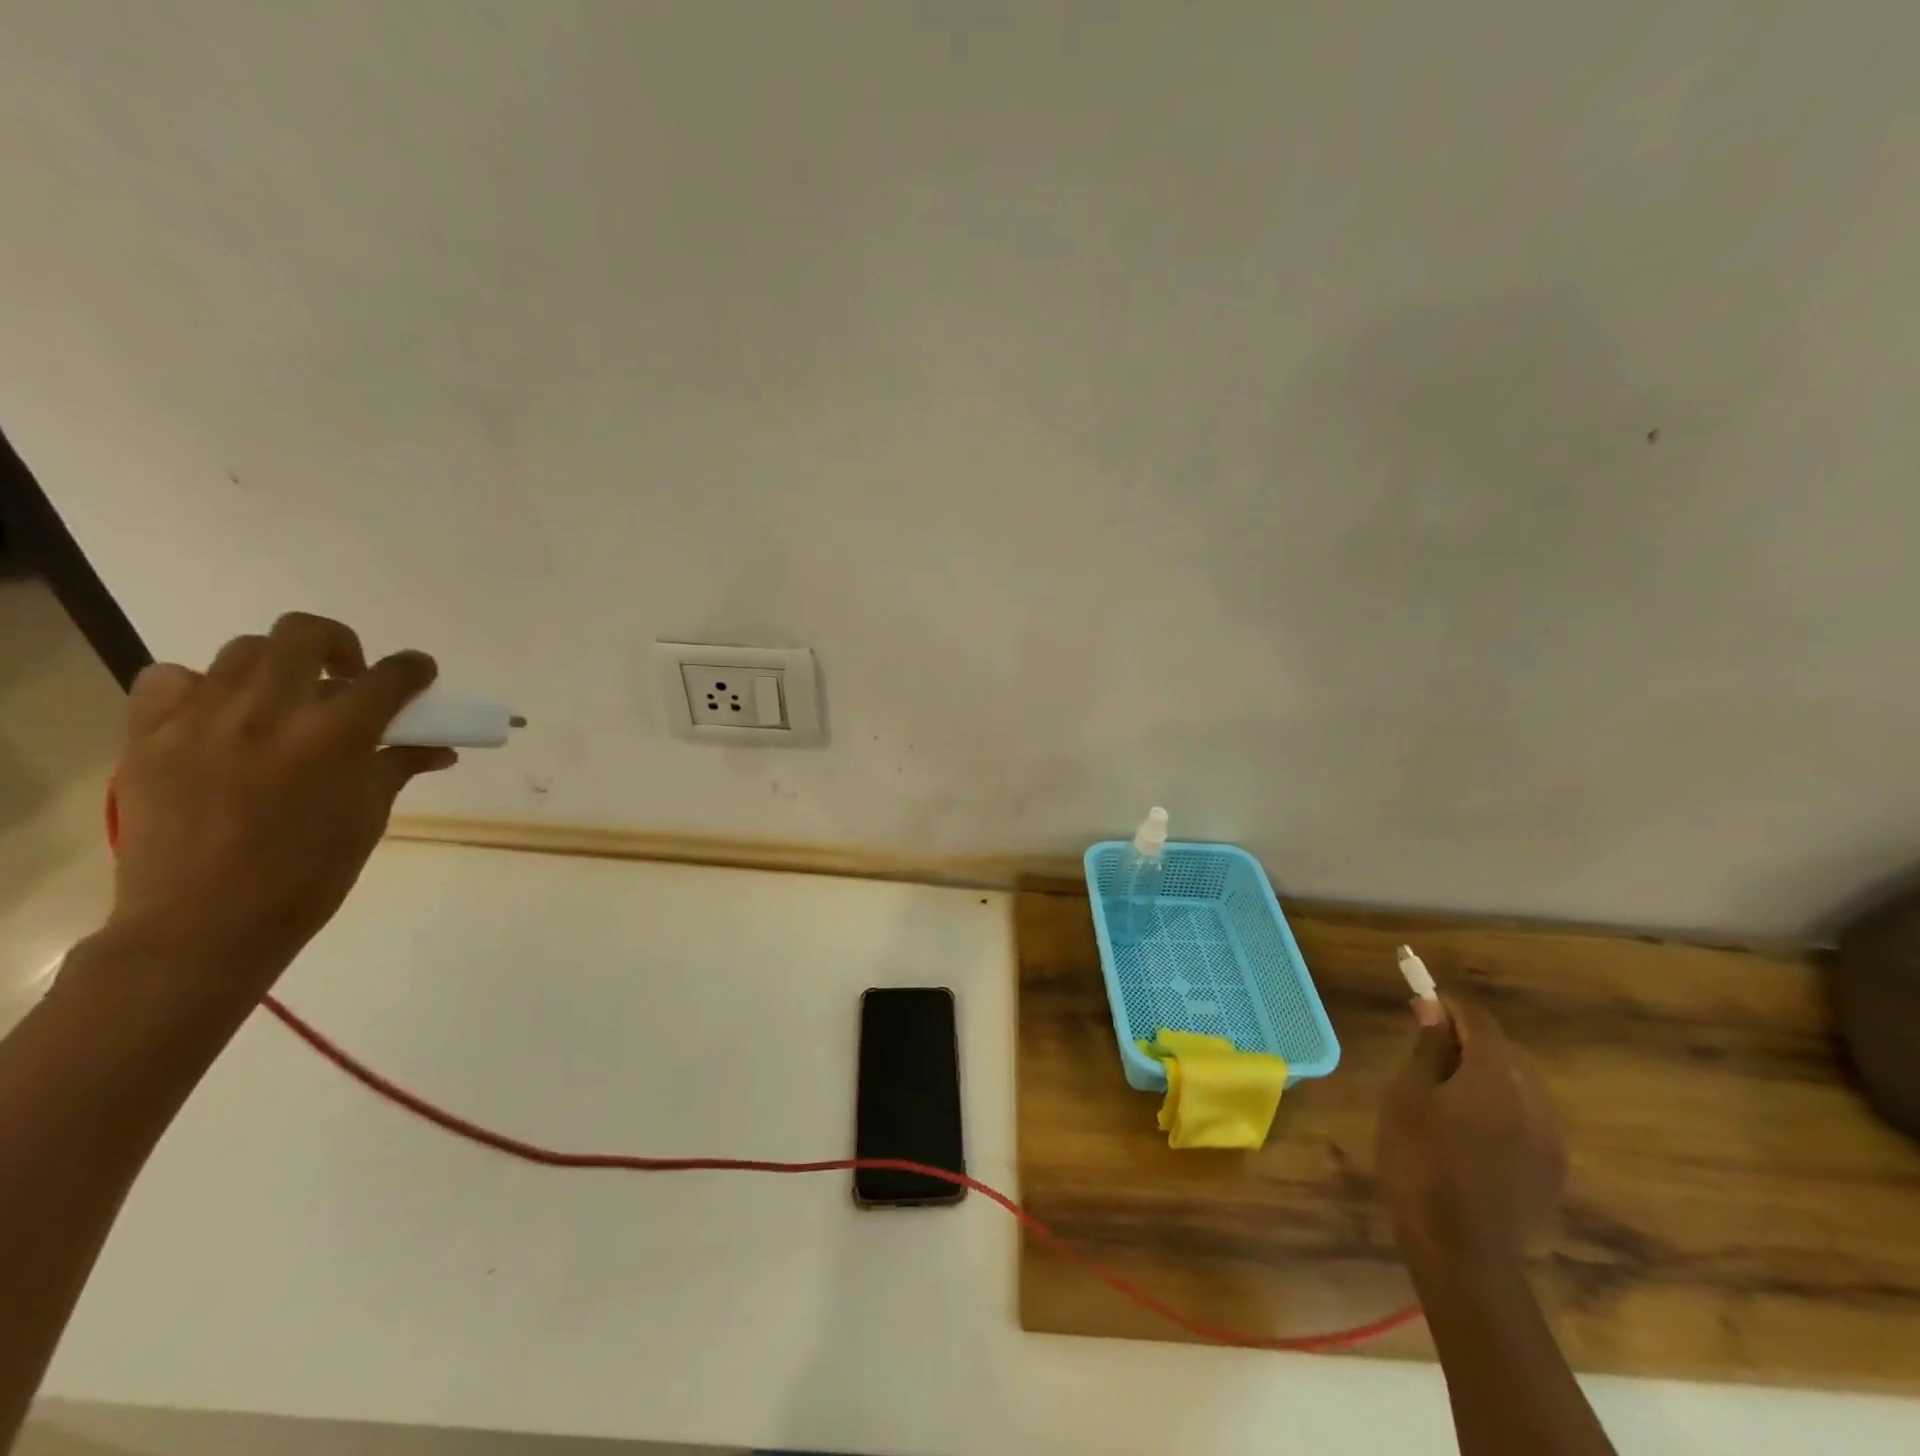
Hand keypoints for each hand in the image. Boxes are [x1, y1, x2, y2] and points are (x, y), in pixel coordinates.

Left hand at [107, 613, 455, 984]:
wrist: (205, 922)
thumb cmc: (309, 874)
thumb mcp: (370, 815)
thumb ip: (400, 765)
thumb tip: (437, 746)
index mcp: (336, 736)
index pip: (391, 675)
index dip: (415, 669)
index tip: (419, 675)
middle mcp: (268, 712)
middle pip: (305, 633)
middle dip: (340, 645)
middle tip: (346, 677)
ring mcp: (200, 719)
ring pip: (243, 652)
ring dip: (278, 668)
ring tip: (283, 704)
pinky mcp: (148, 736)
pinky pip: (170, 680)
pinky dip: (201, 687)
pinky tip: (219, 717)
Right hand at [1376, 996, 1566, 1270]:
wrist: (1463, 1251)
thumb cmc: (1420, 1160)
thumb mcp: (1408, 1096)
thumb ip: (1428, 1048)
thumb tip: (1434, 1008)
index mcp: (1496, 1076)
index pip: (1479, 1020)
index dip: (1450, 1004)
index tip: (1421, 1002)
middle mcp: (1534, 1100)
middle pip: (1503, 1051)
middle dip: (1468, 1041)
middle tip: (1426, 1051)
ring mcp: (1550, 1139)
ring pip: (1518, 1086)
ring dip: (1486, 1076)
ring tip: (1446, 1095)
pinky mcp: (1553, 1171)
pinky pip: (1527, 1120)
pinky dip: (1500, 1110)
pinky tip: (1470, 1134)